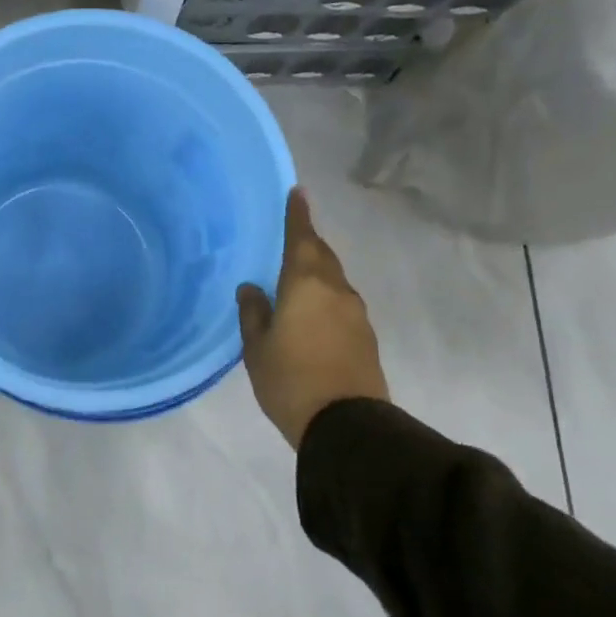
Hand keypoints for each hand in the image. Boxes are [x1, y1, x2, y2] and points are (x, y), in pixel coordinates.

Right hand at [237, 188, 388, 448]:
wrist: (346, 424)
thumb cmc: (290, 379)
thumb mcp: (257, 348)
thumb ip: (253, 313)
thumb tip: (251, 288)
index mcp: (306, 284)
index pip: (302, 238)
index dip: (298, 215)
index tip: (298, 192)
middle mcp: (336, 290)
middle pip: (323, 255)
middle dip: (308, 241)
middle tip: (291, 234)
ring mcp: (355, 313)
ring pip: (334, 280)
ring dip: (317, 271)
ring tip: (296, 276)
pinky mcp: (365, 336)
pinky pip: (341, 303)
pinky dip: (325, 296)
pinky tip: (311, 311)